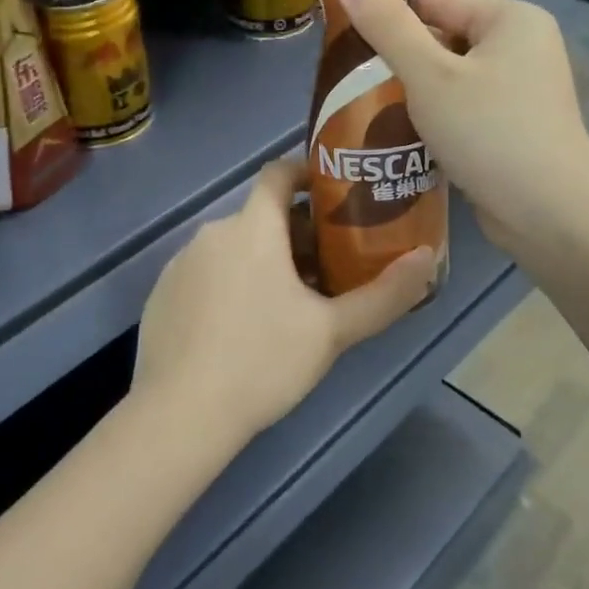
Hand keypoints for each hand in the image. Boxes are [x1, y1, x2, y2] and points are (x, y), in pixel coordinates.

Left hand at [132, 159, 436, 444]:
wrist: (180, 415)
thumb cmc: (262, 361)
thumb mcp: (332, 332)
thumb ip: (385, 294)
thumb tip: (427, 258)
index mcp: (252, 228)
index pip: (277, 173)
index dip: (307, 175)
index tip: (335, 198)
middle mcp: (210, 234)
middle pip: (260, 217)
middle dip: (296, 234)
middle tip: (328, 269)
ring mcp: (179, 265)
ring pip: (232, 248)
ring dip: (262, 262)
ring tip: (289, 305)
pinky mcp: (160, 296)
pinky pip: (205, 275)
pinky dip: (229, 285)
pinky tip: (242, 329)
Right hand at [330, 0, 588, 254]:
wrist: (549, 215)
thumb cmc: (489, 133)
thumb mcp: (429, 76)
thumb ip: (386, 26)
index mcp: (511, 19)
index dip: (386, 14)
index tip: (340, 36)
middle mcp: (523, 46)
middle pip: (444, 38)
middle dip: (397, 60)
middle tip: (348, 80)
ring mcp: (523, 90)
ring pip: (451, 78)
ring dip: (412, 93)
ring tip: (364, 108)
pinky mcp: (515, 127)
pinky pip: (464, 108)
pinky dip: (435, 118)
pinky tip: (400, 135)